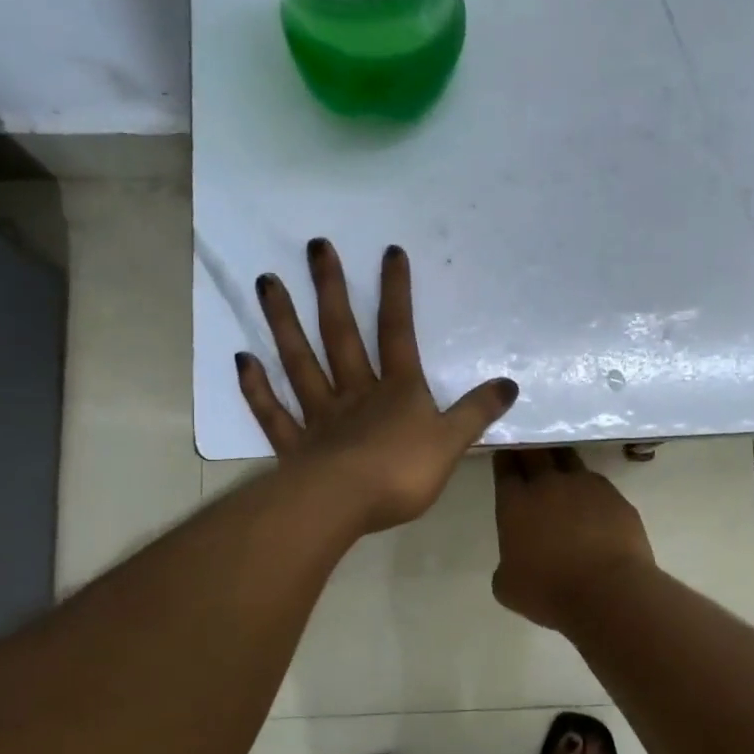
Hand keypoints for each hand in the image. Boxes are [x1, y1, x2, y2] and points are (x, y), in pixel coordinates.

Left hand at [237, 240, 518, 534]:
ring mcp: (320, 417)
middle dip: (331, 290)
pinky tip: (243, 360)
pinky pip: (273, 412)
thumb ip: (476, 412)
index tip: (389, 252)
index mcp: (396, 391)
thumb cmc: (401, 473)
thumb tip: (509, 384)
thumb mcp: (451, 442)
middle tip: (315, 247)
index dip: (396, 293)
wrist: (344, 506)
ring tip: (267, 282)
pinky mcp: (295, 446)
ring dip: (283, 323)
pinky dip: (257, 387)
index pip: (398, 332)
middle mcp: (355, 393)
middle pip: (340, 334)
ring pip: (300, 362)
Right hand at [491, 448, 656, 631]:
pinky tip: (592, 503)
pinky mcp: (616, 496)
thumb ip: (506, 564)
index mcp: (516, 502)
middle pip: (535, 451)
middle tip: (529, 450)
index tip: (506, 453)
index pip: (506, 466)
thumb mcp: (508, 587)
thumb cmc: (549, 592)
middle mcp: (548, 484)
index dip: (505, 457)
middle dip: (530, 448)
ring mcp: (585, 485)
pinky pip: (598, 483)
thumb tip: (516, 559)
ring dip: (560, 460)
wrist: (609, 592)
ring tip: (560, 470)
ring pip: (569, 458)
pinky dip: (590, 489)